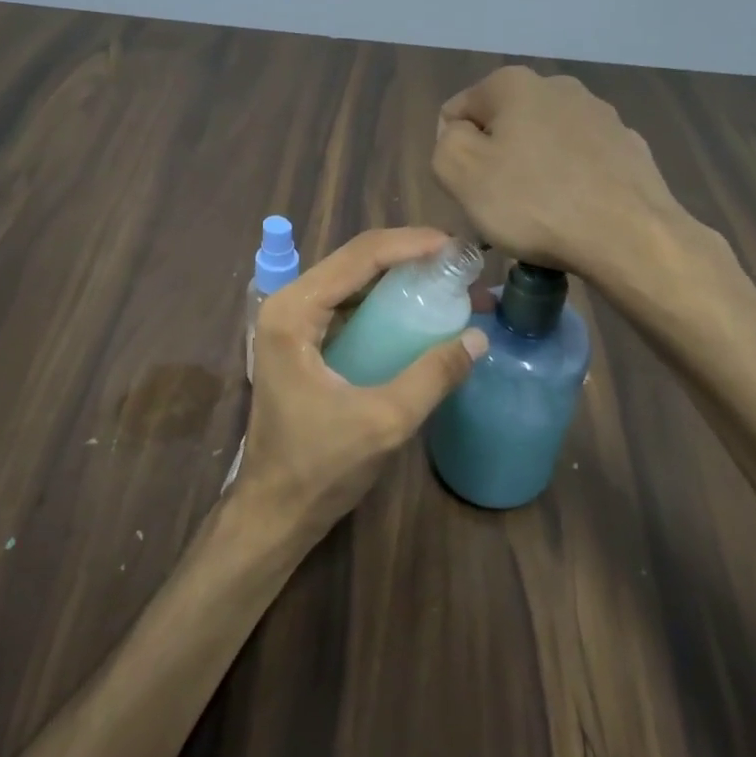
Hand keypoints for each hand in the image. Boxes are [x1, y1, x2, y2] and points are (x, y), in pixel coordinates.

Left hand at [237, 228, 486, 549]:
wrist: (275, 512)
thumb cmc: (320, 467)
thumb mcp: (385, 421)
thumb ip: (433, 376)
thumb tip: (480, 337)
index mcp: (293, 312)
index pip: (359, 256)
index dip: (412, 244)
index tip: (458, 247)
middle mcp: (287, 306)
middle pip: (355, 261)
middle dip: (410, 258)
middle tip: (461, 266)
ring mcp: (292, 324)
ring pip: (353, 282)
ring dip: (400, 279)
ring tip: (451, 284)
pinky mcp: (303, 344)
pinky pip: (349, 307)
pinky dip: (386, 304)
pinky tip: (421, 312)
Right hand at [433, 66, 688, 280]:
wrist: (628, 235)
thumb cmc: (534, 203)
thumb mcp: (460, 173)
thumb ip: (445, 144)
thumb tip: (460, 135)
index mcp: (513, 84)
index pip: (457, 112)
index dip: (454, 154)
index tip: (470, 189)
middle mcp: (559, 86)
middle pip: (503, 125)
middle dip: (495, 160)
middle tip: (501, 206)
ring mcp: (600, 114)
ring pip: (544, 143)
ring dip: (532, 172)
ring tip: (540, 216)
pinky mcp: (628, 147)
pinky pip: (580, 163)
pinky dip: (570, 182)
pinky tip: (574, 214)